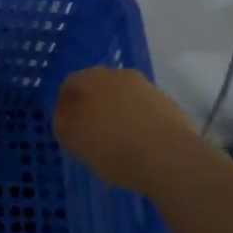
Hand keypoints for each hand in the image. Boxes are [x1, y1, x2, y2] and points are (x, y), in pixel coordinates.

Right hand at [52, 67, 203, 193]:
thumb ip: (63, 125)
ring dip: (118, 116)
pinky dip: (140, 125)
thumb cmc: (113, 146)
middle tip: (90, 136)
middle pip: (98, 89)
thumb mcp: (74, 140)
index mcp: (92, 78)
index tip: (66, 129)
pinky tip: (141, 149)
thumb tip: (64, 118)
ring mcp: (147, 88)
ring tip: (118, 147)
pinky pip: (146, 113)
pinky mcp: (170, 105)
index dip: (64, 106)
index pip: (69, 84)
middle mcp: (119, 75)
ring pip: (124, 99)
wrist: (170, 157)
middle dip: (92, 109)